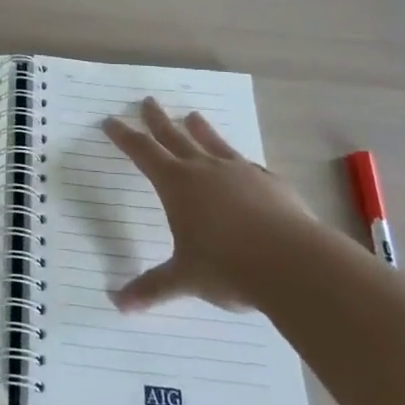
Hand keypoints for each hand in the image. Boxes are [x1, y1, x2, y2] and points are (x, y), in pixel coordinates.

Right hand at [103, 98, 313, 311]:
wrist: (294, 263)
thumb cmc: (227, 267)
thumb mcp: (184, 279)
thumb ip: (152, 288)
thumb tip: (117, 304)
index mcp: (177, 184)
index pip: (142, 152)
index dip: (124, 136)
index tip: (110, 121)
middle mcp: (205, 170)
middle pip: (175, 136)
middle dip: (157, 120)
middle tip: (147, 101)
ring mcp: (240, 172)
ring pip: (213, 143)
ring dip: (200, 129)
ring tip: (192, 115)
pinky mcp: (270, 183)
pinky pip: (247, 164)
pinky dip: (237, 160)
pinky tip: (242, 163)